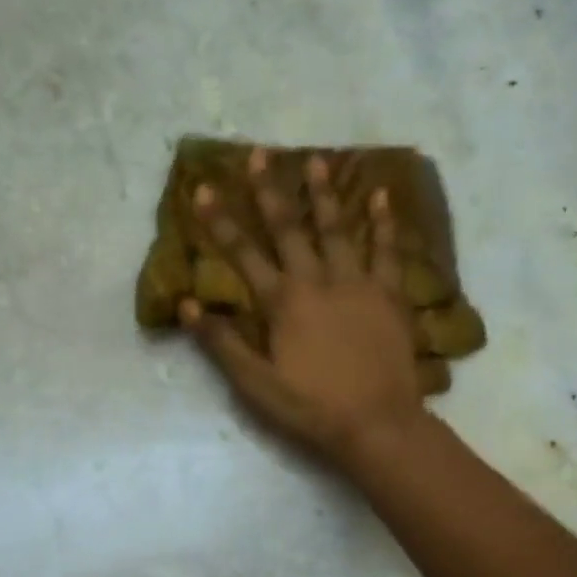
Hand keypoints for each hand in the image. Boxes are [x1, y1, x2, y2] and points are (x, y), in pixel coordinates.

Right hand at [182, 150, 426, 466]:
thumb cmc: (311, 407)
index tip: (203, 188)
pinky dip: (384, 222)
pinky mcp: (389, 296)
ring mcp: (358, 284)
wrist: (376, 423)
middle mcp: (318, 282)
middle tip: (259, 154)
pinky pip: (387, 251)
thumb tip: (188, 305)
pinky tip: (380, 194)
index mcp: (283, 303)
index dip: (220, 222)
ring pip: (337, 230)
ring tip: (316, 160)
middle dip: (270, 191)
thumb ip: (222, 342)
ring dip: (324, 195)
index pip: (243, 255)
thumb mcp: (256, 384)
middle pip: (289, 230)